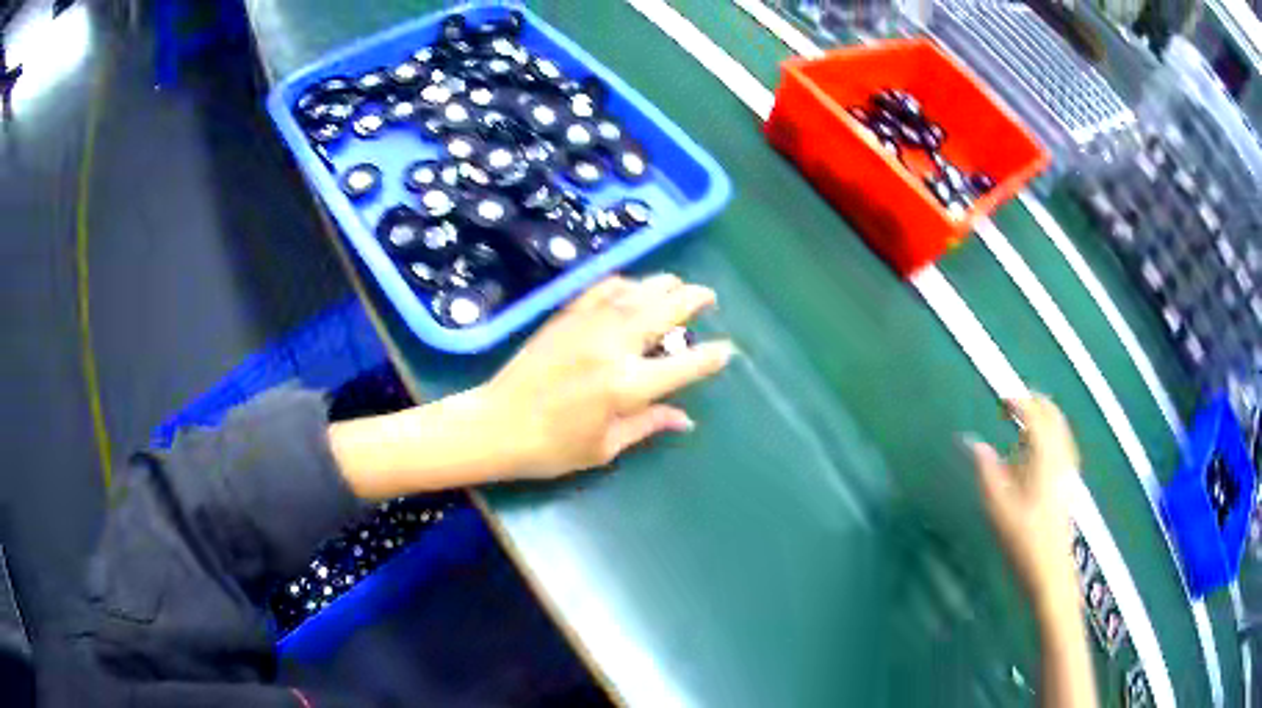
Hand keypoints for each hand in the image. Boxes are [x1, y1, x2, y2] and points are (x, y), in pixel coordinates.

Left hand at [479, 274, 734, 479]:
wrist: (494, 424)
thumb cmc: (550, 448)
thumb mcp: (604, 448)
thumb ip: (648, 425)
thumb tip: (685, 419)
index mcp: (626, 387)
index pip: (683, 366)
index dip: (711, 357)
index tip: (727, 350)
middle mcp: (612, 347)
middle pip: (664, 311)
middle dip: (693, 300)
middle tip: (709, 297)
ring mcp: (586, 326)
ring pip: (635, 292)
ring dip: (662, 285)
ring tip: (678, 285)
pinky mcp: (564, 317)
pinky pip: (601, 289)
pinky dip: (623, 283)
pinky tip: (631, 286)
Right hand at [967, 396, 1080, 612]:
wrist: (1050, 573)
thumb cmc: (1024, 543)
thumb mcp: (999, 509)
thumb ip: (987, 472)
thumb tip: (974, 444)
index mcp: (1045, 459)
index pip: (1035, 416)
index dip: (1018, 403)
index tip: (1001, 400)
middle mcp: (1061, 458)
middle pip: (1053, 416)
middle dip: (1034, 404)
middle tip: (1012, 406)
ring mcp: (1068, 471)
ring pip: (1060, 429)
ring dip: (1043, 418)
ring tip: (1022, 424)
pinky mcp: (1068, 483)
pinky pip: (1062, 444)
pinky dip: (1050, 435)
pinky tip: (1038, 451)